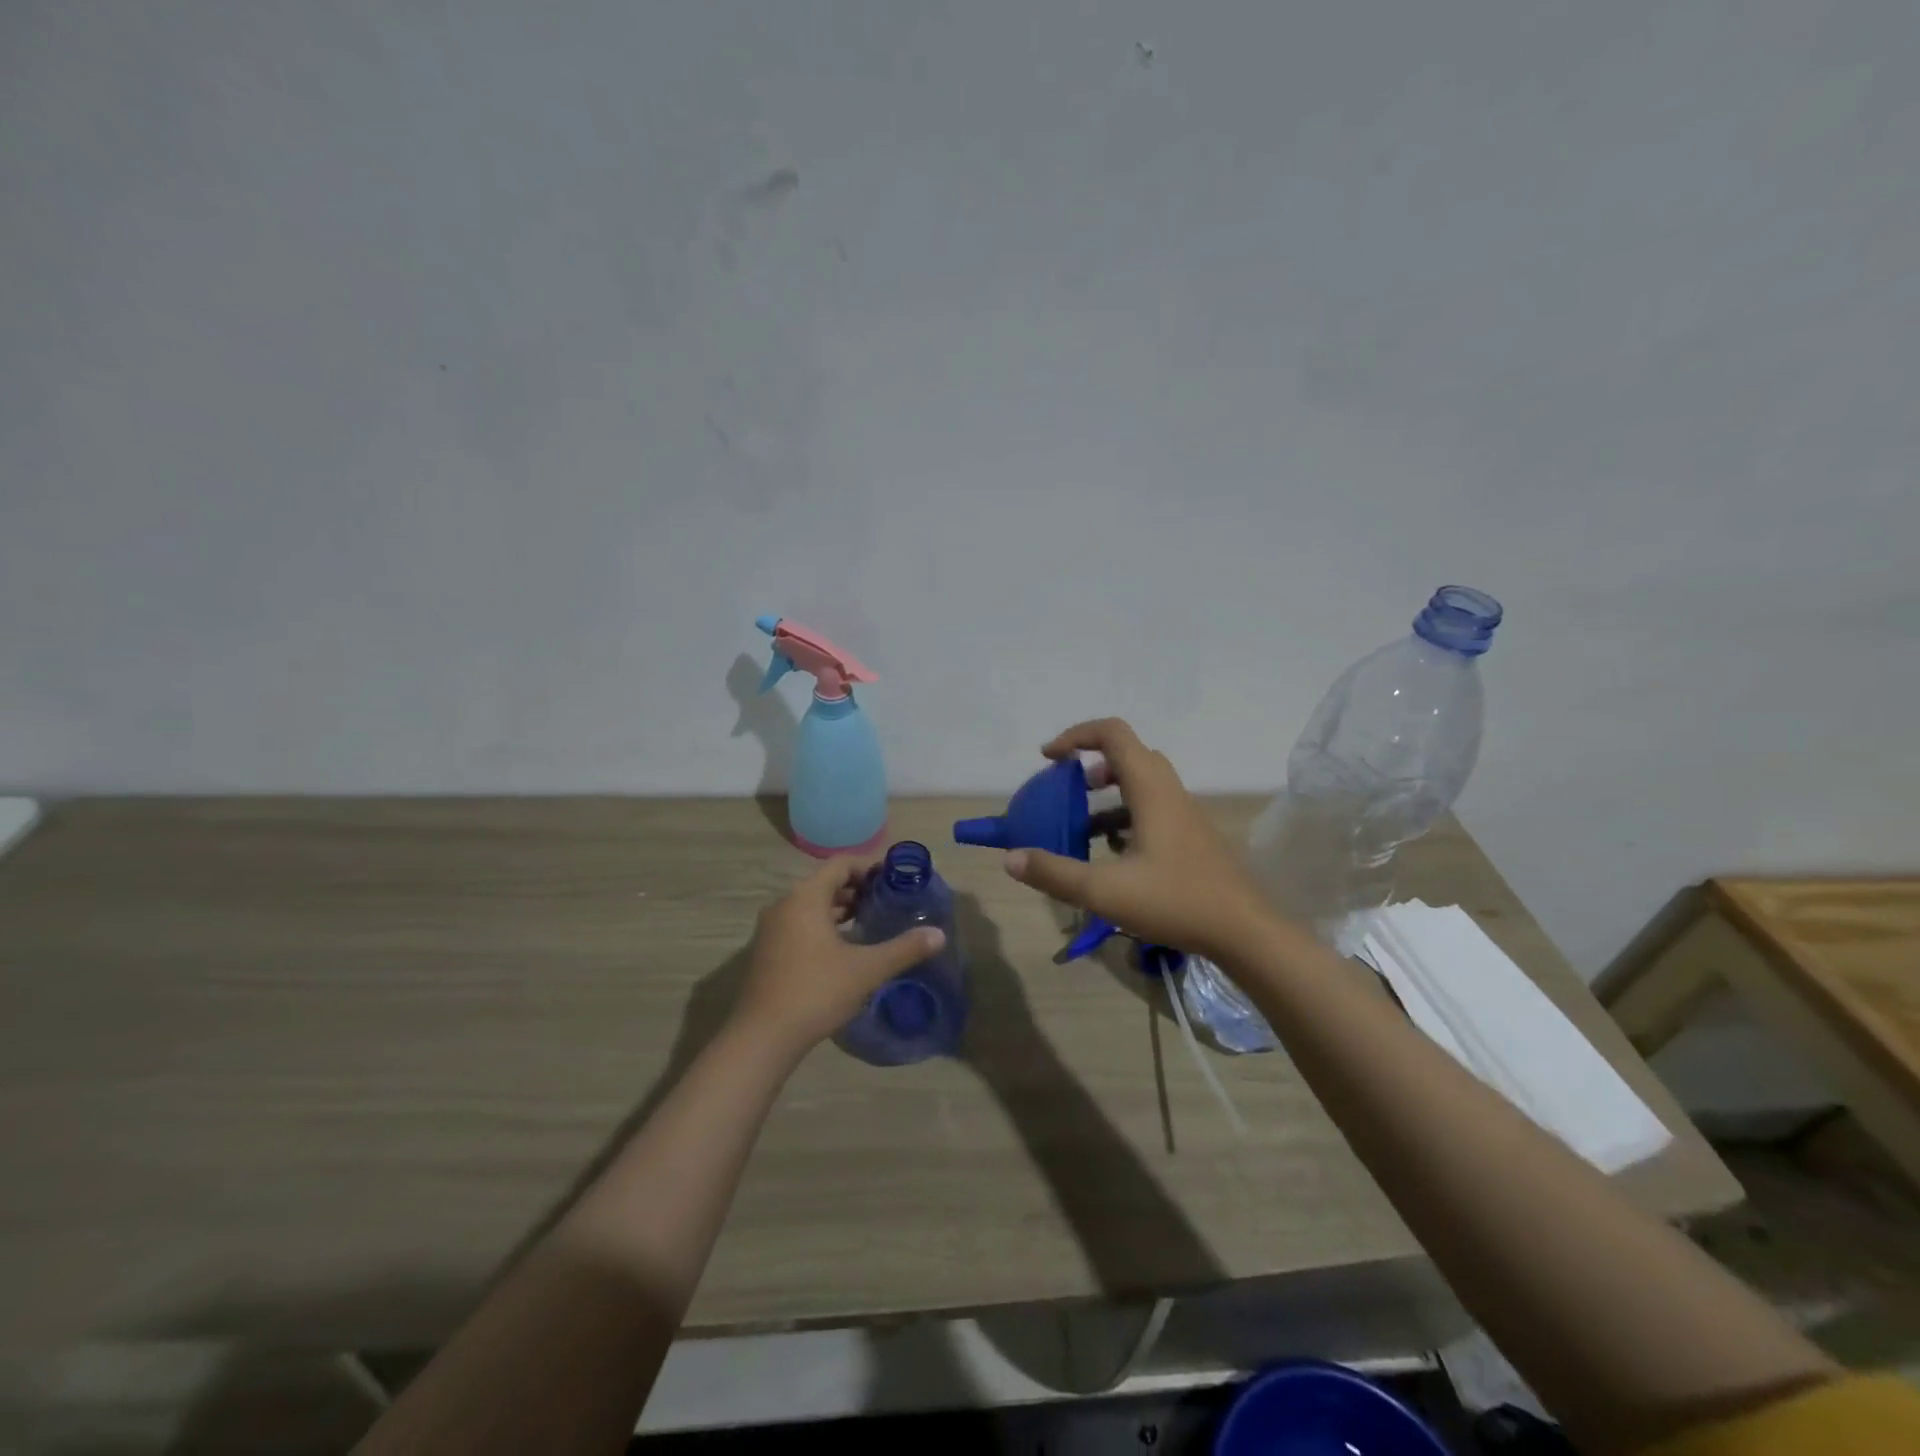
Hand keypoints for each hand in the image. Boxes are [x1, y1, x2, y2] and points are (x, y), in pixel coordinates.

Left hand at [732, 855, 945, 1060]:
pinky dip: (823, 924)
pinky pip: (800, 923)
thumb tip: (939, 935)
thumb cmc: (816, 992)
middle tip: (888, 901)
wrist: (763, 1037)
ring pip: (811, 904)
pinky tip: (844, 947)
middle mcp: (785, 904)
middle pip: (825, 882)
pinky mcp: (767, 950)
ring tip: (870, 921)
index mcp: (805, 897)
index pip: (840, 864)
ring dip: (840, 908)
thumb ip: (904, 948)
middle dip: (857, 888)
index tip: (894, 879)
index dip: (869, 866)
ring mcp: (772, 928)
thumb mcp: (866, 969)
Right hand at [1002, 718, 1271, 961]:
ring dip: (1107, 796)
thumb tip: (1011, 859)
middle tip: (1065, 788)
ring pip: (1141, 784)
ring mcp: (1184, 815)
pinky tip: (1112, 856)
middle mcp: (1169, 793)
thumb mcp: (1105, 891)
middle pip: (1129, 755)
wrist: (1246, 931)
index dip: (1076, 735)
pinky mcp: (1192, 838)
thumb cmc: (1176, 901)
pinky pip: (1153, 810)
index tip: (1048, 757)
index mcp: (1150, 790)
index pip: (1113, 734)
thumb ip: (1055, 873)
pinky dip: (1125, 818)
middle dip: (1091, 764)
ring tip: (1080, 827)